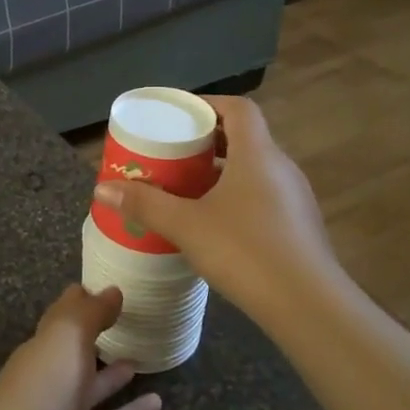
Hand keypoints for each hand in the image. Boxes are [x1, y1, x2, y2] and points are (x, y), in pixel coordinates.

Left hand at [0, 284, 162, 409]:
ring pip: (97, 385)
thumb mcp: (64, 339)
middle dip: (98, 333)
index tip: (110, 283)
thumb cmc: (40, 393)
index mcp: (44, 347)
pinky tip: (159, 401)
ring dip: (116, 371)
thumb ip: (88, 313)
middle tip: (132, 315)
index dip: (83, 300)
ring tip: (144, 351)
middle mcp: (55, 376)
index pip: (64, 316)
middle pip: (79, 350)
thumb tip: (112, 289)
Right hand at [92, 94, 340, 331]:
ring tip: (188, 188)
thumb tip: (102, 189)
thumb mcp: (186, 225)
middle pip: (245, 138)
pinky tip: (215, 224)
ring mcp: (295, 198)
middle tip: (174, 153)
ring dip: (223, 171)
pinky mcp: (299, 227)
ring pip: (255, 170)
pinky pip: (264, 196)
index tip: (179, 115)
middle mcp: (281, 167)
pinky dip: (238, 197)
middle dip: (208, 141)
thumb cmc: (244, 251)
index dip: (208, 104)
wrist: (307, 305)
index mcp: (257, 154)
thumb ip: (145, 204)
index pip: (239, 108)